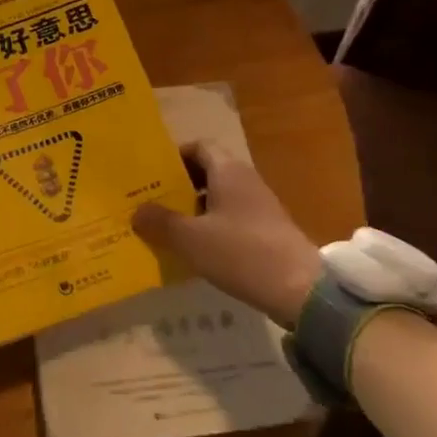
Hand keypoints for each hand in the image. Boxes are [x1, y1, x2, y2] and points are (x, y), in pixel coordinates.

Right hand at [132, 142, 322, 325]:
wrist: (300, 290)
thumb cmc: (240, 252)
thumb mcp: (190, 239)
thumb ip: (161, 222)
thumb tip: (137, 211)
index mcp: (227, 170)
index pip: (198, 147)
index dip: (173, 157)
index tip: (150, 174)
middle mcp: (244, 180)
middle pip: (207, 171)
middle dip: (179, 185)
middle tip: (150, 202)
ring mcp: (259, 206)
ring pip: (218, 198)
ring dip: (193, 209)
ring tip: (165, 227)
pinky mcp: (266, 231)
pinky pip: (230, 219)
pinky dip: (210, 227)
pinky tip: (194, 249)